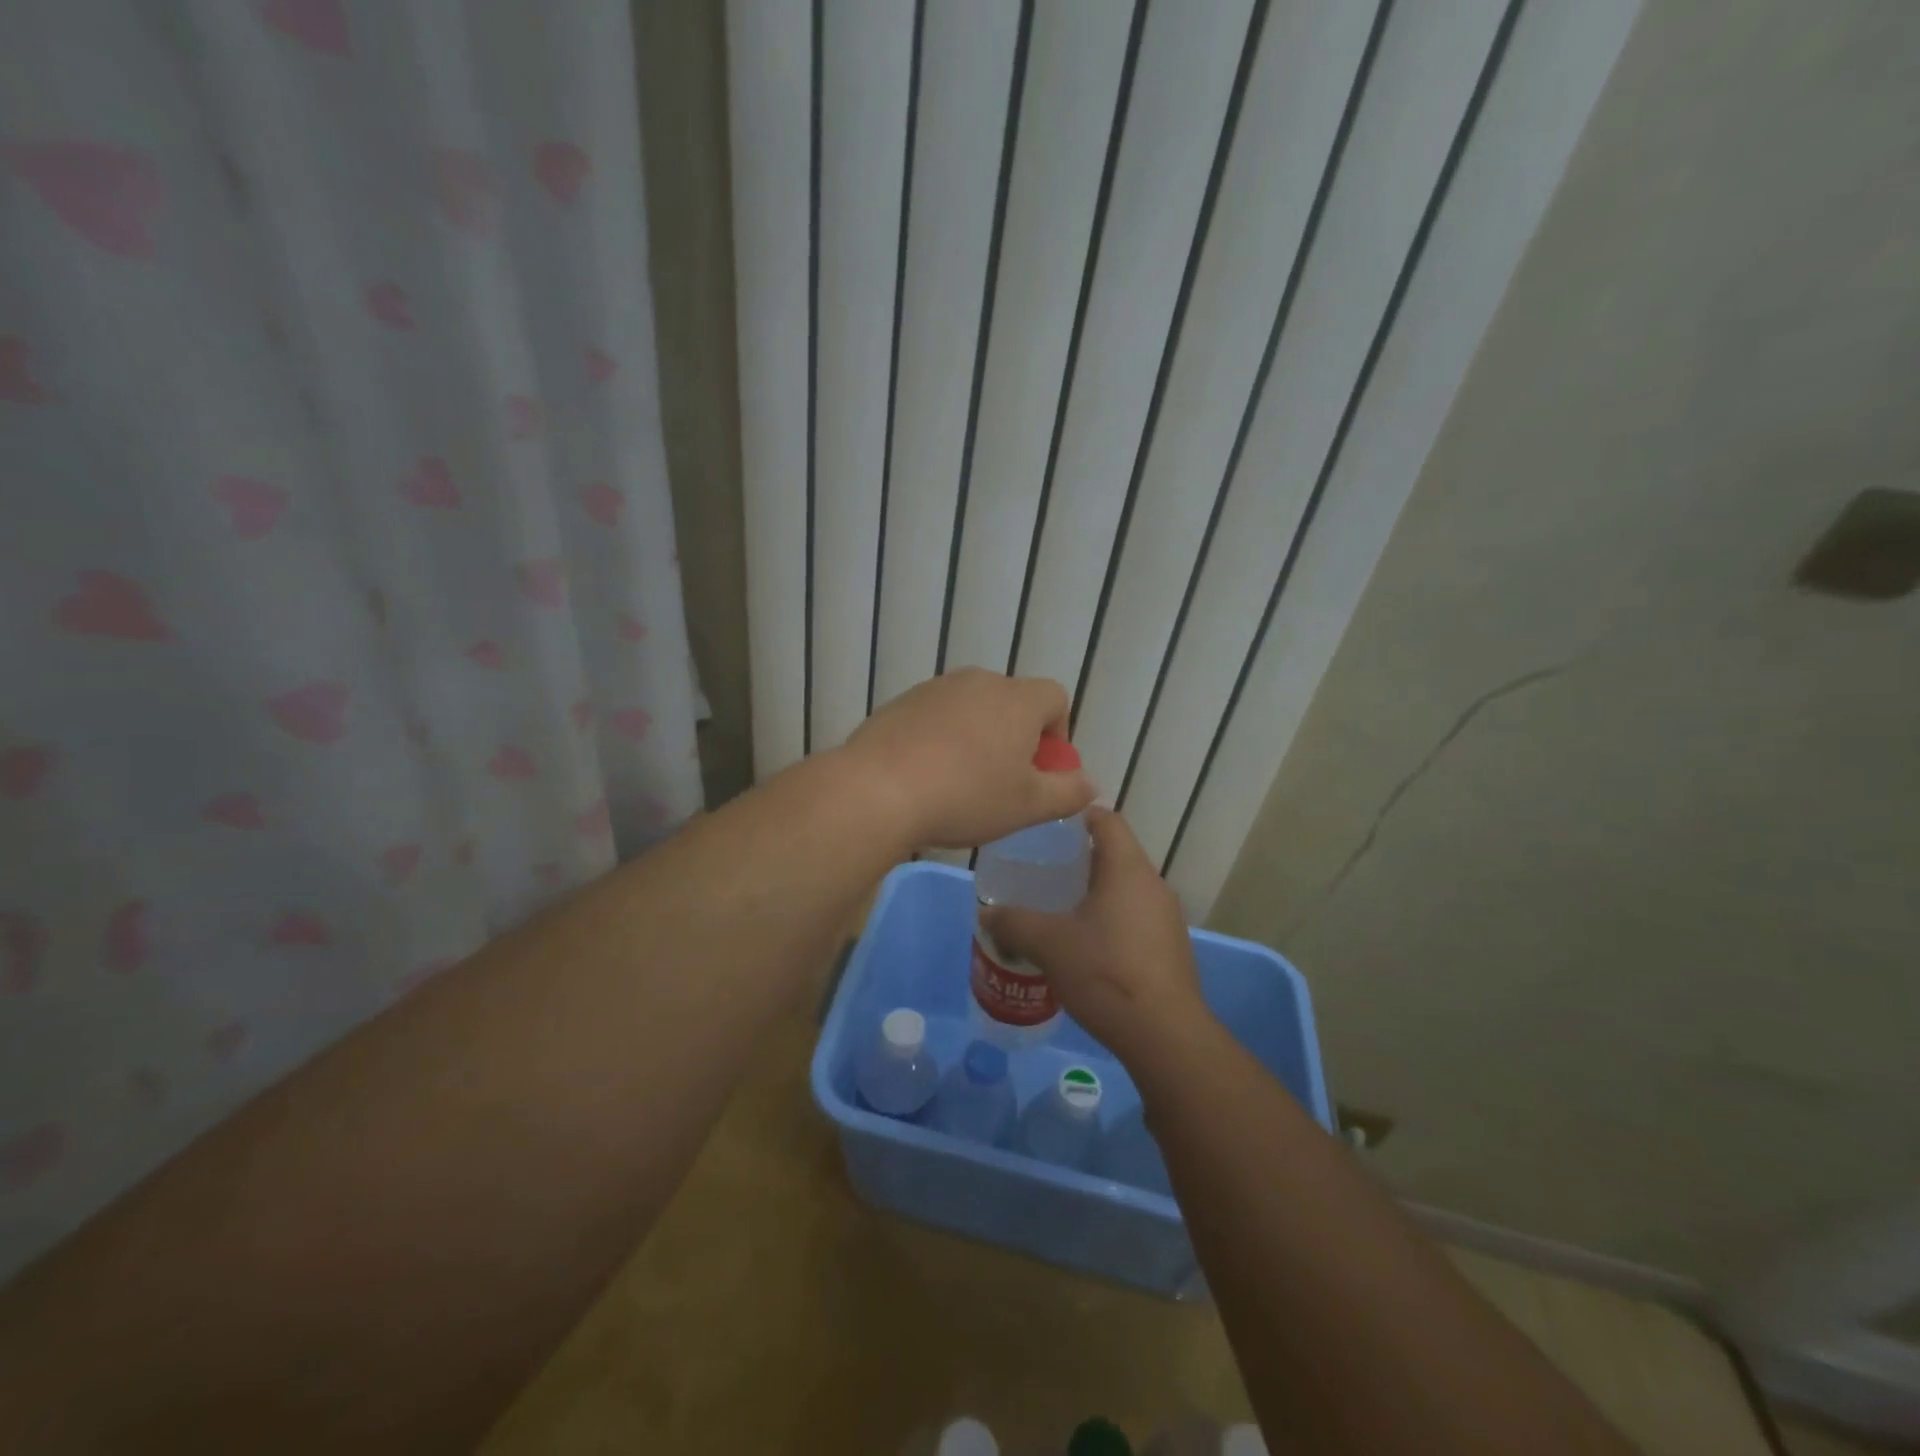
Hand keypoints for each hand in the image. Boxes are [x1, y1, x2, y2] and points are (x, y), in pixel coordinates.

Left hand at [840, 669, 1096, 850]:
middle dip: (1016, 738)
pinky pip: (936, 717)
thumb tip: (1089, 784)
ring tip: (961, 782)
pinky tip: (926, 776)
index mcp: (1017, 699)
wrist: (877, 790)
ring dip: (977, 738)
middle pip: (1012, 702)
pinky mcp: (900, 703)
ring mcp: (935, 689)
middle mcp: (978, 681)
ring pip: (972, 710)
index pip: (1056, 698)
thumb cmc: (966, 796)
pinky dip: (941, 739)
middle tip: (1003, 782)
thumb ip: (1068, 792)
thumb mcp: (1029, 806)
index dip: (1057, 734)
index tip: (1041, 771)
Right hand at [981, 808, 1210, 1066]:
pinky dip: (1111, 919)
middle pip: (1116, 854)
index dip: (1079, 815)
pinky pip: (1136, 917)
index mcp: (1127, 869)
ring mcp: (1167, 917)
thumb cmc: (1104, 972)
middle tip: (1043, 871)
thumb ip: (1014, 922)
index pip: (1107, 820)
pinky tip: (1086, 945)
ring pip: (1126, 889)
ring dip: (1096, 892)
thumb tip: (986, 913)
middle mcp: (1153, 885)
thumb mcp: (1048, 944)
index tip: (1049, 826)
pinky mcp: (1170, 947)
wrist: (1163, 1035)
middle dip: (1080, 859)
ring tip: (1059, 908)